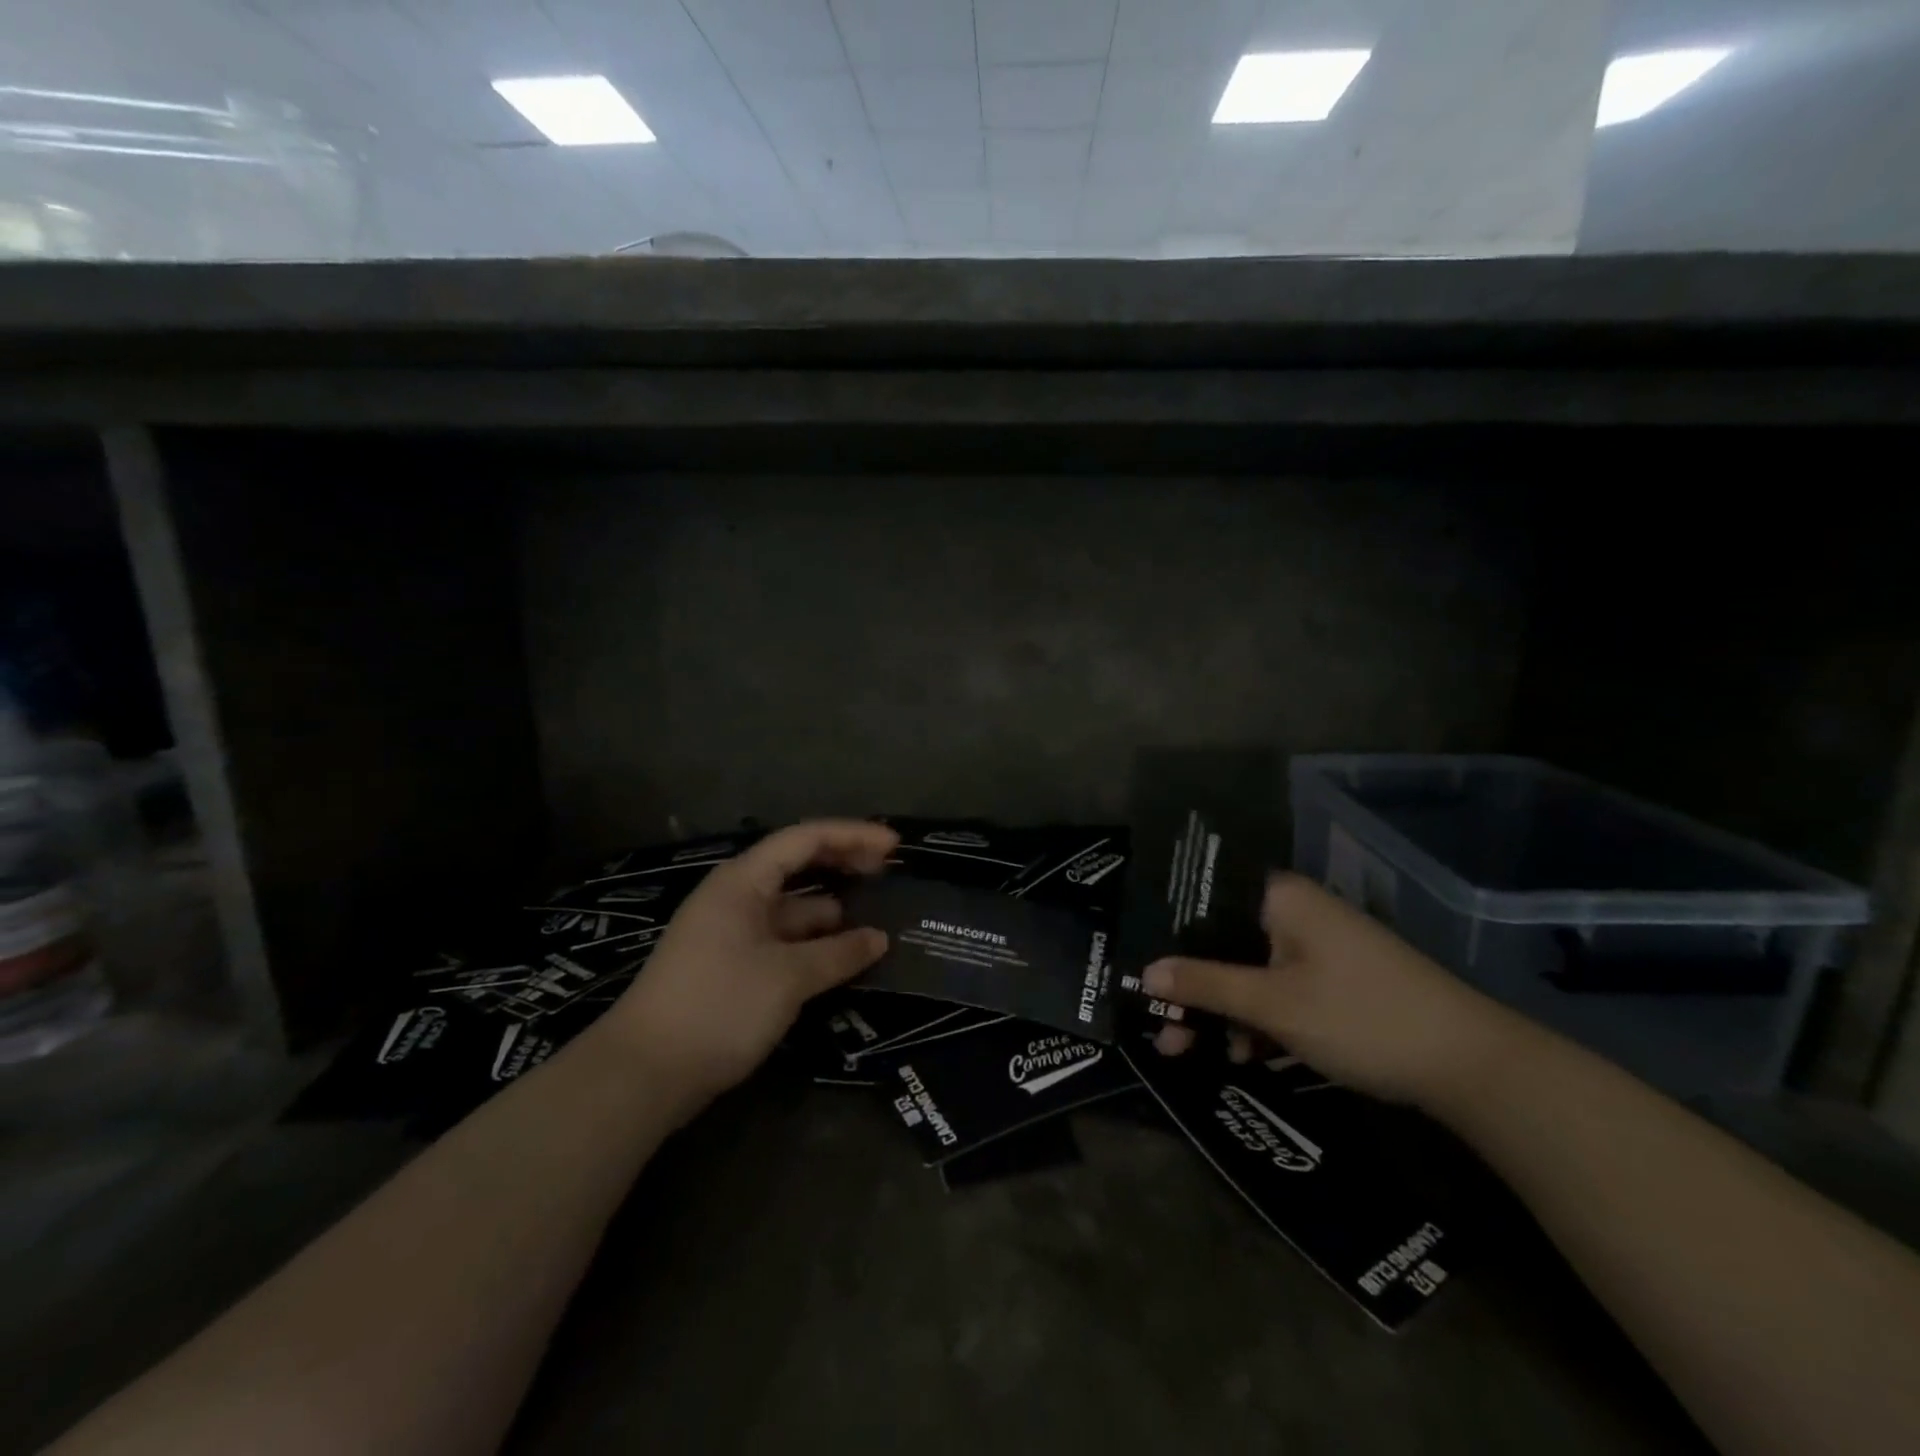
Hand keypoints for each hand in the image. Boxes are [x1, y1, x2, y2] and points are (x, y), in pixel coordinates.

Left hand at [595, 820, 897, 1116]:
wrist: (644, 1073)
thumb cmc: (718, 1006)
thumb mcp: (788, 977)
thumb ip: (838, 953)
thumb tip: (879, 939)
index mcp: (743, 881)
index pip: (805, 839)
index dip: (852, 836)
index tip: (894, 845)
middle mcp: (737, 897)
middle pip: (798, 866)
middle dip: (843, 866)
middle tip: (889, 873)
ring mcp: (732, 932)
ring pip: (793, 908)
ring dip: (832, 912)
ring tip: (877, 921)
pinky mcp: (732, 966)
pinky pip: (783, 940)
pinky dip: (814, 943)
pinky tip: (843, 957)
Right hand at [1145, 873, 1524, 1106]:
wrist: (1470, 1064)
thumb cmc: (1359, 1016)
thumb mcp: (1273, 1004)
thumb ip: (1205, 985)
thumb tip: (1145, 971)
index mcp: (1279, 898)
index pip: (1205, 906)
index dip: (1170, 942)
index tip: (1143, 980)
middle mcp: (1295, 912)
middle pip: (1224, 944)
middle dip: (1192, 992)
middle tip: (1164, 1034)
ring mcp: (1318, 947)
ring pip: (1250, 972)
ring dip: (1222, 1012)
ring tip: (1193, 1052)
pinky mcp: (1336, 980)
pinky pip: (1280, 990)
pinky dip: (1260, 1020)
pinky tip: (1246, 1054)